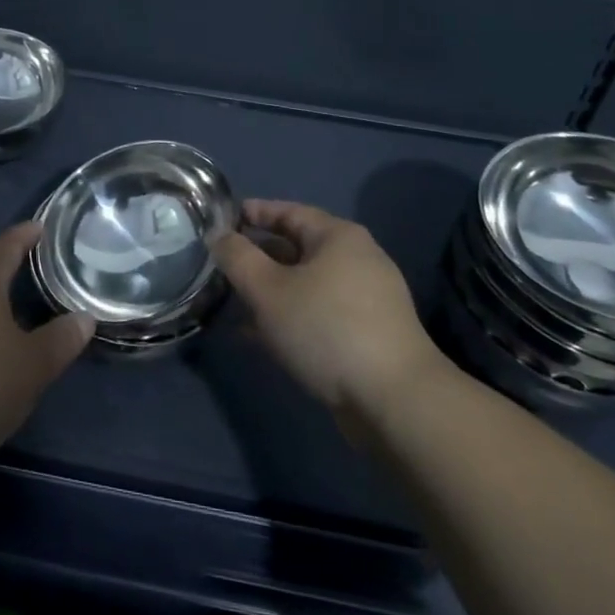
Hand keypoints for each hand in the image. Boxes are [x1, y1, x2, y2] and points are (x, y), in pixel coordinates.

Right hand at [212, 200, 445, 420]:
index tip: (223, 221)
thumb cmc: (327, 329)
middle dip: (260, 257)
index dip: (254, 213)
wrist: (396, 403)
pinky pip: (321, 313)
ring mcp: (368, 298)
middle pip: (299, 247)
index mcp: (338, 236)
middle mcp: (358, 259)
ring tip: (238, 304)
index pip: (288, 211)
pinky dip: (292, 317)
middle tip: (226, 266)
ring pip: (308, 284)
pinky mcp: (371, 334)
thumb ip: (237, 258)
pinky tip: (264, 338)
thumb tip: (218, 234)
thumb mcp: (268, 290)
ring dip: (273, 291)